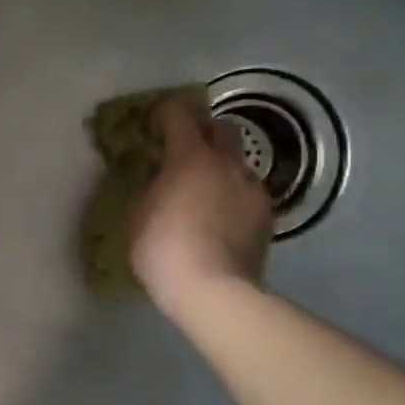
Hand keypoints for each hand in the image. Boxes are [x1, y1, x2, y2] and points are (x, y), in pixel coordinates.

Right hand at [130, 98, 273, 316]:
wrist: (214, 291)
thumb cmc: (163, 248)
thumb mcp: (138, 213)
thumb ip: (148, 185)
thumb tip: (156, 175)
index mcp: (190, 156)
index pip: (179, 115)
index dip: (165, 113)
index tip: (154, 120)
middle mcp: (227, 163)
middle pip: (221, 128)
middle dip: (202, 130)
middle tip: (183, 147)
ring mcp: (252, 188)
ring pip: (238, 161)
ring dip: (221, 164)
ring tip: (204, 185)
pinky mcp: (266, 214)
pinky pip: (247, 190)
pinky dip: (233, 192)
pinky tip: (221, 213)